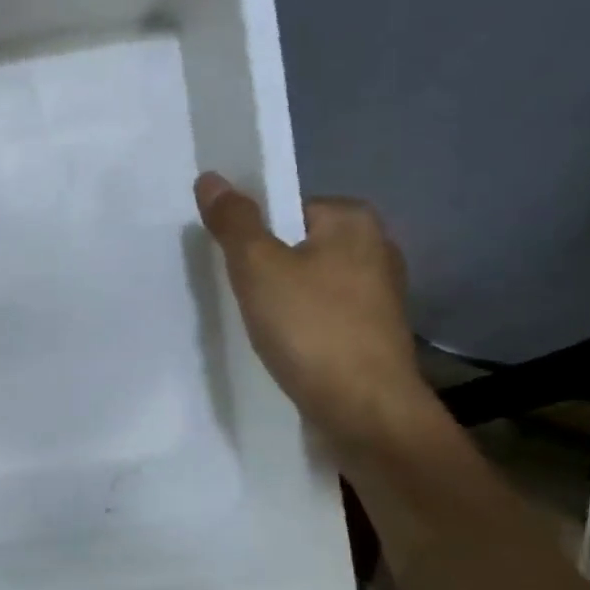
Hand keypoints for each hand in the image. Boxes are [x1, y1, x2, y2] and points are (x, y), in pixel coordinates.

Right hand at [194, 173, 436, 458]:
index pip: (288, 208)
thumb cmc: (311, 329)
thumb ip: (234, 222)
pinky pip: (322, 317)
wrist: (364, 411)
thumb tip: (210, 178)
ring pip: (309, 285)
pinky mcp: (373, 335)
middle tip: (235, 295)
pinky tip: (282, 348)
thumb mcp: (258, 268)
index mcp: (355, 221)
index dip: (253, 232)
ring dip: (280, 301)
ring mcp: (379, 296)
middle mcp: (375, 250)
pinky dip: (300, 327)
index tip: (229, 263)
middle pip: (298, 246)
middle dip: (265, 269)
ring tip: (255, 326)